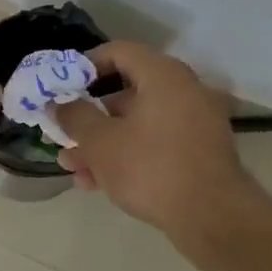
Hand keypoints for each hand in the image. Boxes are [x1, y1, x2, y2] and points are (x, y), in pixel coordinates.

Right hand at [49, 42, 260, 234]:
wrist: (212, 219)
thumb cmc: (150, 167)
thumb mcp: (99, 141)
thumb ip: (74, 116)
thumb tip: (59, 103)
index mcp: (164, 77)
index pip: (119, 52)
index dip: (86, 65)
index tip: (64, 85)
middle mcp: (184, 92)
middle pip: (126, 93)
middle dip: (89, 116)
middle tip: (64, 132)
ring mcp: (195, 124)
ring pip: (137, 123)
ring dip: (102, 142)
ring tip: (72, 166)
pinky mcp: (198, 153)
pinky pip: (154, 143)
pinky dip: (127, 154)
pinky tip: (97, 182)